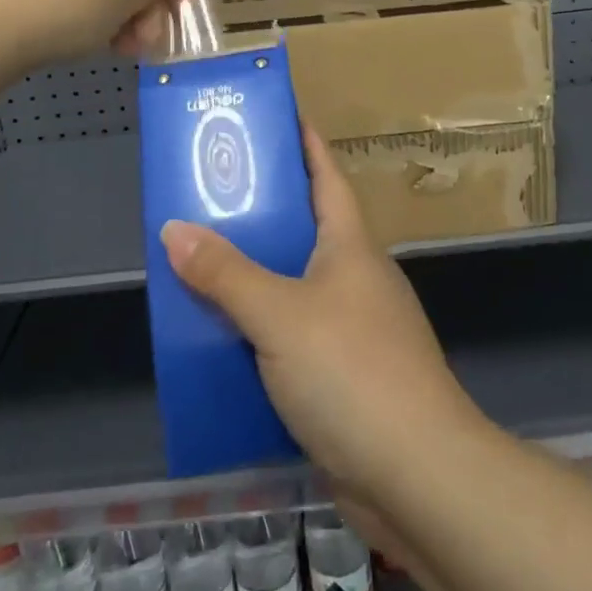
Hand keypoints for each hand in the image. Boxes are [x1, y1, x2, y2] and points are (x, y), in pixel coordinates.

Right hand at [159, 126, 488, 495]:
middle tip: (209, 195)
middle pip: (305, 228)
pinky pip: (293, 337)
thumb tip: (174, 228)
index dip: (305, 143)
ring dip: (255, 277)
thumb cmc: (352, 371)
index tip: (276, 117)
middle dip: (262, 212)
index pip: (327, 175)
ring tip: (201, 263)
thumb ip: (226, 274)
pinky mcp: (346, 376)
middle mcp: (356, 276)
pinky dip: (261, 331)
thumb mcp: (280, 315)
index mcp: (350, 244)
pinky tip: (224, 341)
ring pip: (295, 286)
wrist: (417, 474)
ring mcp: (355, 327)